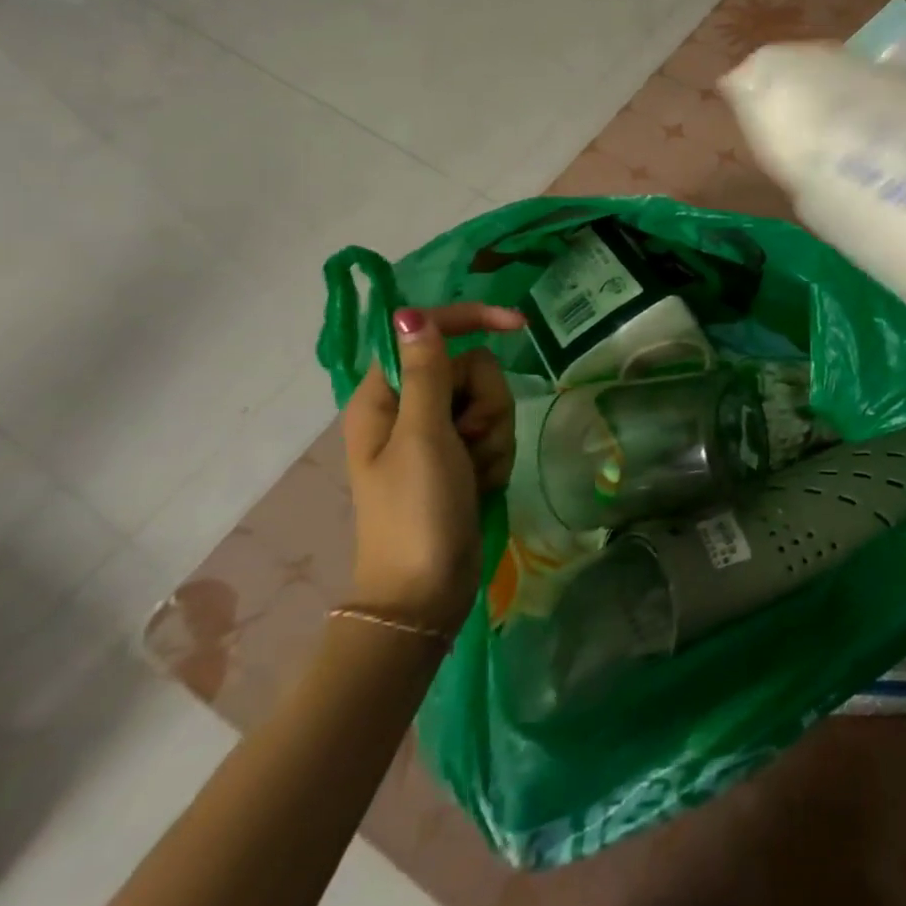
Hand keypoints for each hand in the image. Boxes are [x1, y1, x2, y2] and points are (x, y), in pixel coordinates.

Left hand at [341, 302, 525, 627]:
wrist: (425, 592)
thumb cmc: (416, 511)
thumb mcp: (423, 436)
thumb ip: (427, 371)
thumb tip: (410, 313)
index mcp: (386, 397)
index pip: (428, 332)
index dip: (472, 320)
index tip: (519, 324)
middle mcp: (411, 408)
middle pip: (471, 367)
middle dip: (484, 402)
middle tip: (468, 440)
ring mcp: (437, 435)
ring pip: (490, 400)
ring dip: (493, 434)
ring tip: (475, 470)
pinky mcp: (460, 457)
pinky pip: (495, 431)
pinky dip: (496, 455)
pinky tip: (482, 483)